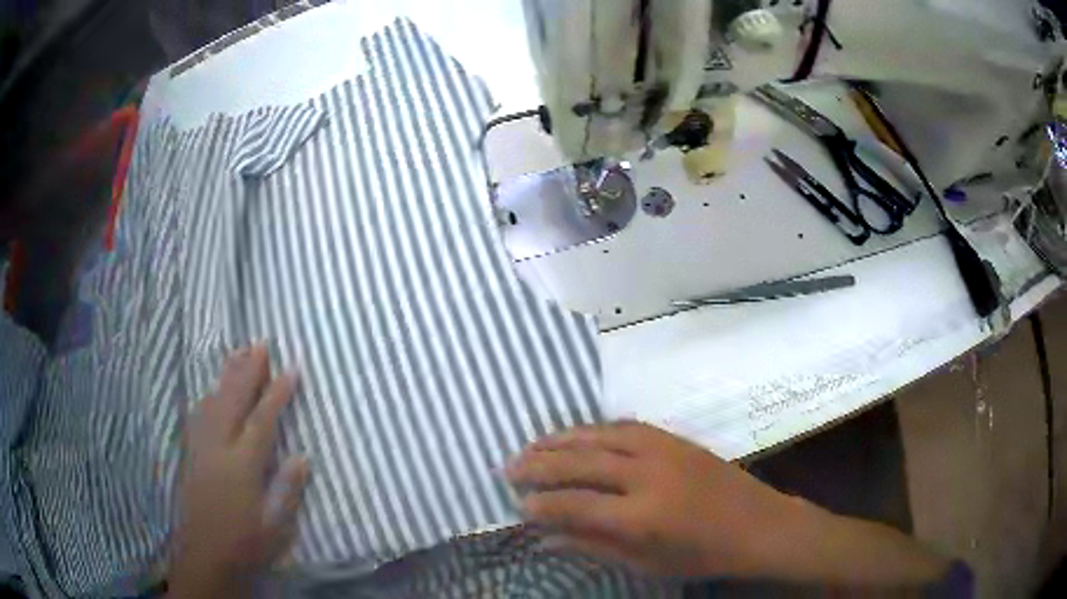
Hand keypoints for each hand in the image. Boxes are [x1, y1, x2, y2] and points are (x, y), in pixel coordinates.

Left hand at [169, 344, 310, 597]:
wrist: (204, 556)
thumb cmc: (245, 545)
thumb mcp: (275, 527)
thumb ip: (288, 490)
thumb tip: (303, 456)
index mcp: (242, 466)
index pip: (262, 421)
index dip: (277, 394)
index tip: (291, 370)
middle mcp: (219, 449)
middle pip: (233, 401)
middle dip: (248, 371)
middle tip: (261, 344)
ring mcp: (201, 448)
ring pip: (213, 402)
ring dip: (227, 376)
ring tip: (238, 354)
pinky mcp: (190, 453)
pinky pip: (198, 415)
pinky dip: (209, 395)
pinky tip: (212, 389)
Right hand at [505, 421, 799, 578]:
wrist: (758, 525)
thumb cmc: (702, 555)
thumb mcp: (646, 563)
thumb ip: (593, 546)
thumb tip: (546, 538)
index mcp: (642, 516)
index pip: (575, 504)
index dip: (541, 504)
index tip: (518, 505)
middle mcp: (648, 475)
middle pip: (581, 462)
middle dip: (539, 464)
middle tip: (509, 467)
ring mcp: (663, 450)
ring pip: (600, 435)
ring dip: (562, 439)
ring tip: (533, 444)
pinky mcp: (675, 438)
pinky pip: (626, 426)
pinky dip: (596, 428)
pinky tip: (580, 434)